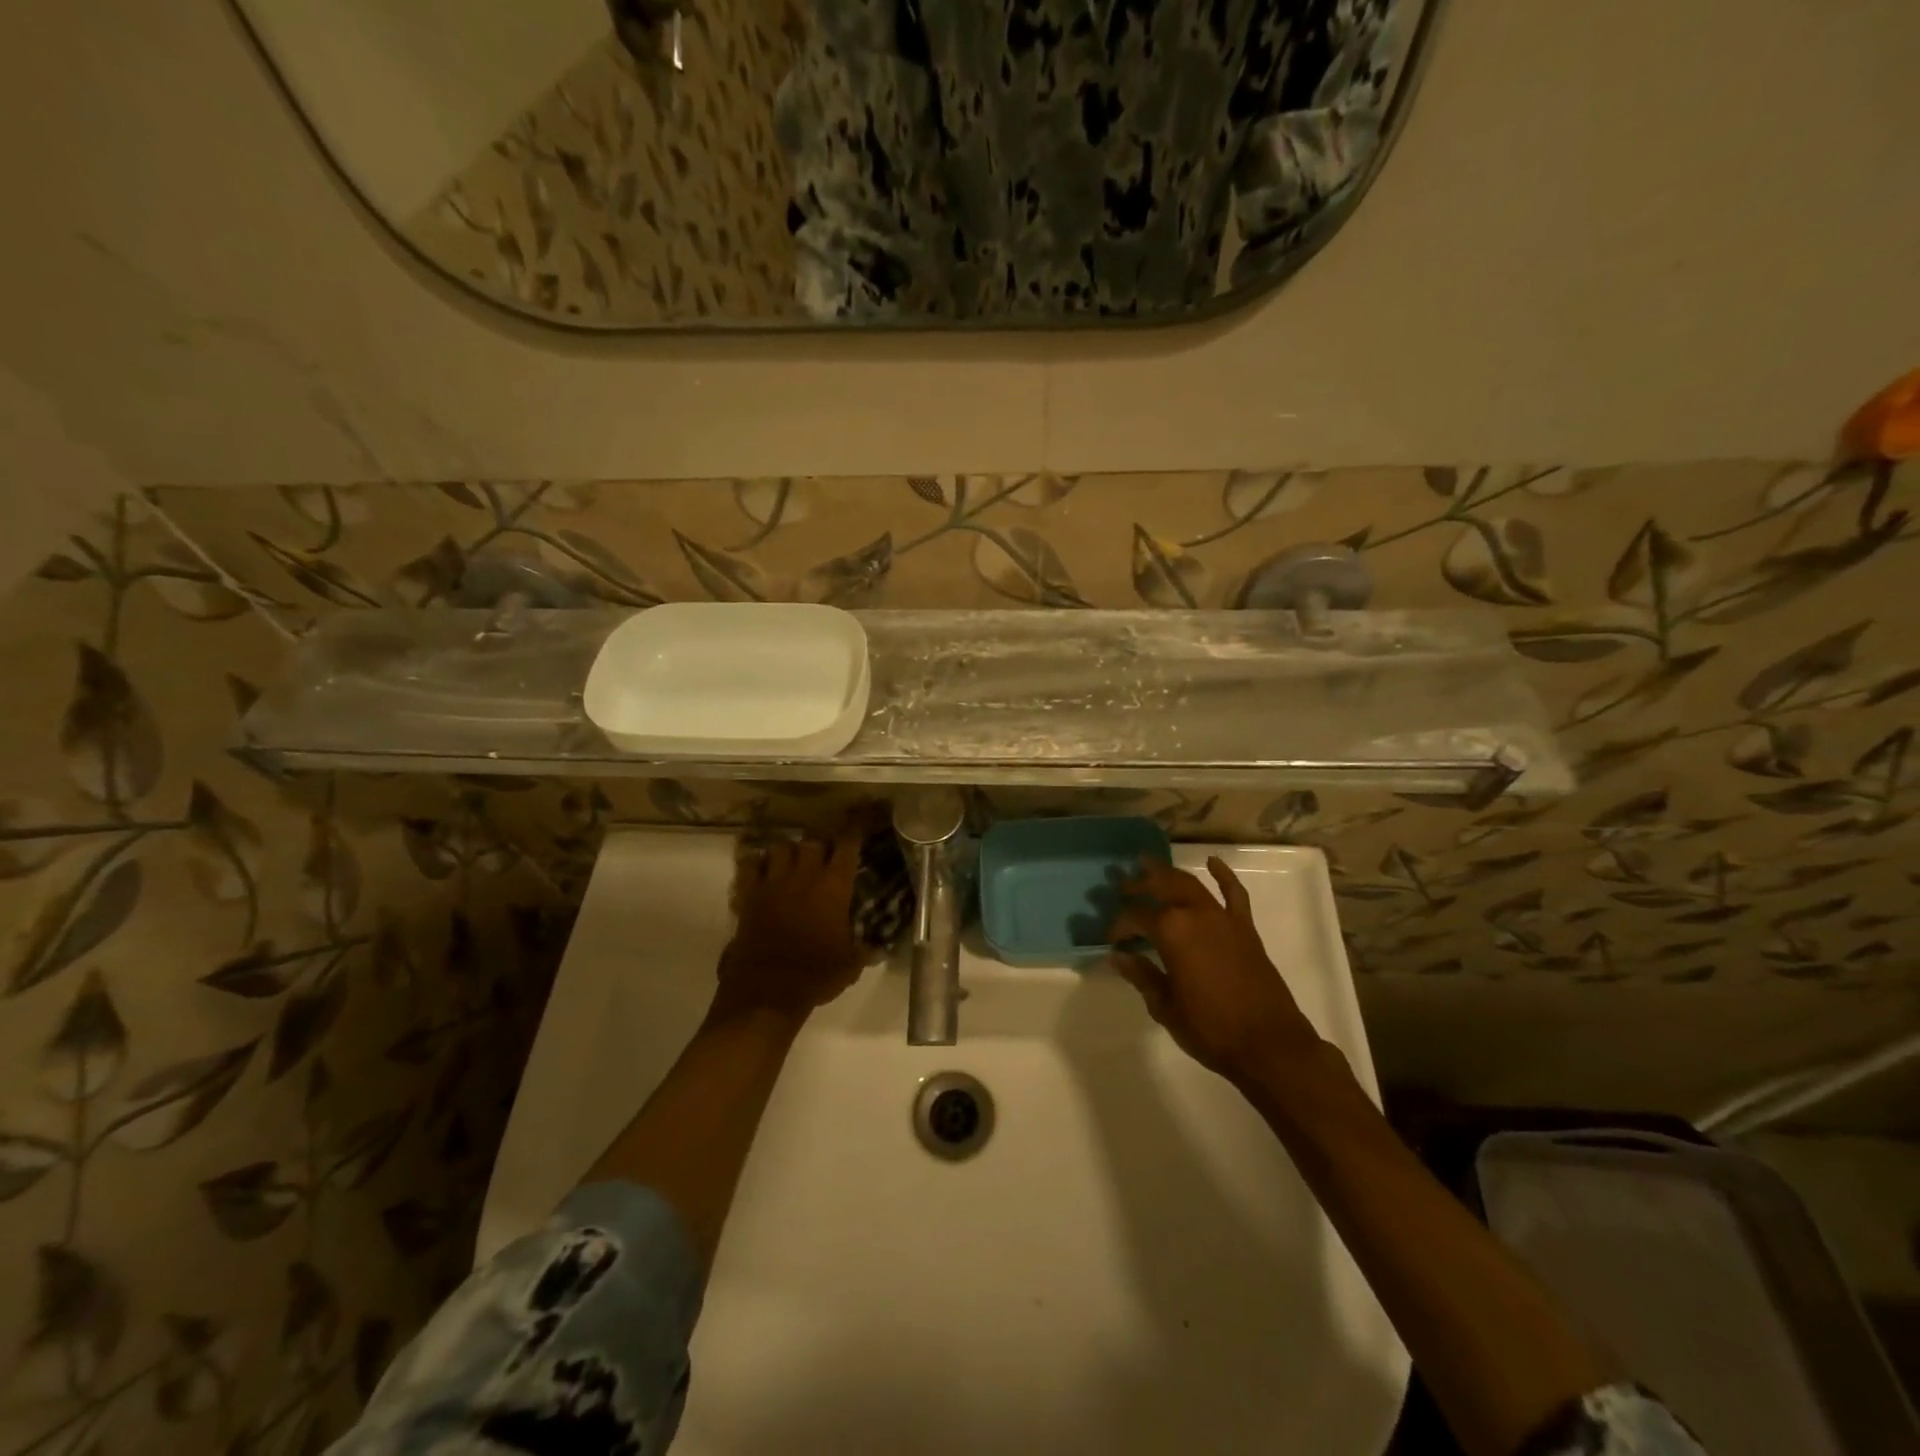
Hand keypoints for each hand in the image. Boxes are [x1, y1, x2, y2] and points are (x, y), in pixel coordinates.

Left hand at [714, 828, 864, 1023]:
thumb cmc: (816, 974)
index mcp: (834, 886)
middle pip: (812, 840)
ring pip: (780, 846)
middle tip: (825, 854)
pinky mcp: (749, 895)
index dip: (855, 829)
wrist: (767, 990)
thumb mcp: (851, 964)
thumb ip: (865, 949)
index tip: (861, 820)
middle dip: (820, 843)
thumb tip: (879, 947)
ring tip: (792, 861)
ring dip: (788, 850)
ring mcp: (773, 882)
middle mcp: (804, 875)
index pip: (848, 844)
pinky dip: (756, 864)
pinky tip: (762, 872)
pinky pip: (749, 865)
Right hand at [1108, 857, 1321, 1087]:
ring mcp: (1223, 918)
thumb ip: (1142, 976)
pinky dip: (1223, 875)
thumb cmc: (1211, 1030)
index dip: (1119, 925)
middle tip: (1122, 886)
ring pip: (1190, 884)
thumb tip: (1119, 956)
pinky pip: (1234, 893)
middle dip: (1139, 885)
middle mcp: (1195, 914)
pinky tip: (1213, 862)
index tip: (1112, 939)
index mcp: (1171, 932)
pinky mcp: (1245, 927)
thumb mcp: (1165, 1007)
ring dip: (1168, 873)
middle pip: (1161, 887)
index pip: (1135, 917)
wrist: (1269, 1045)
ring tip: (1149, 865)